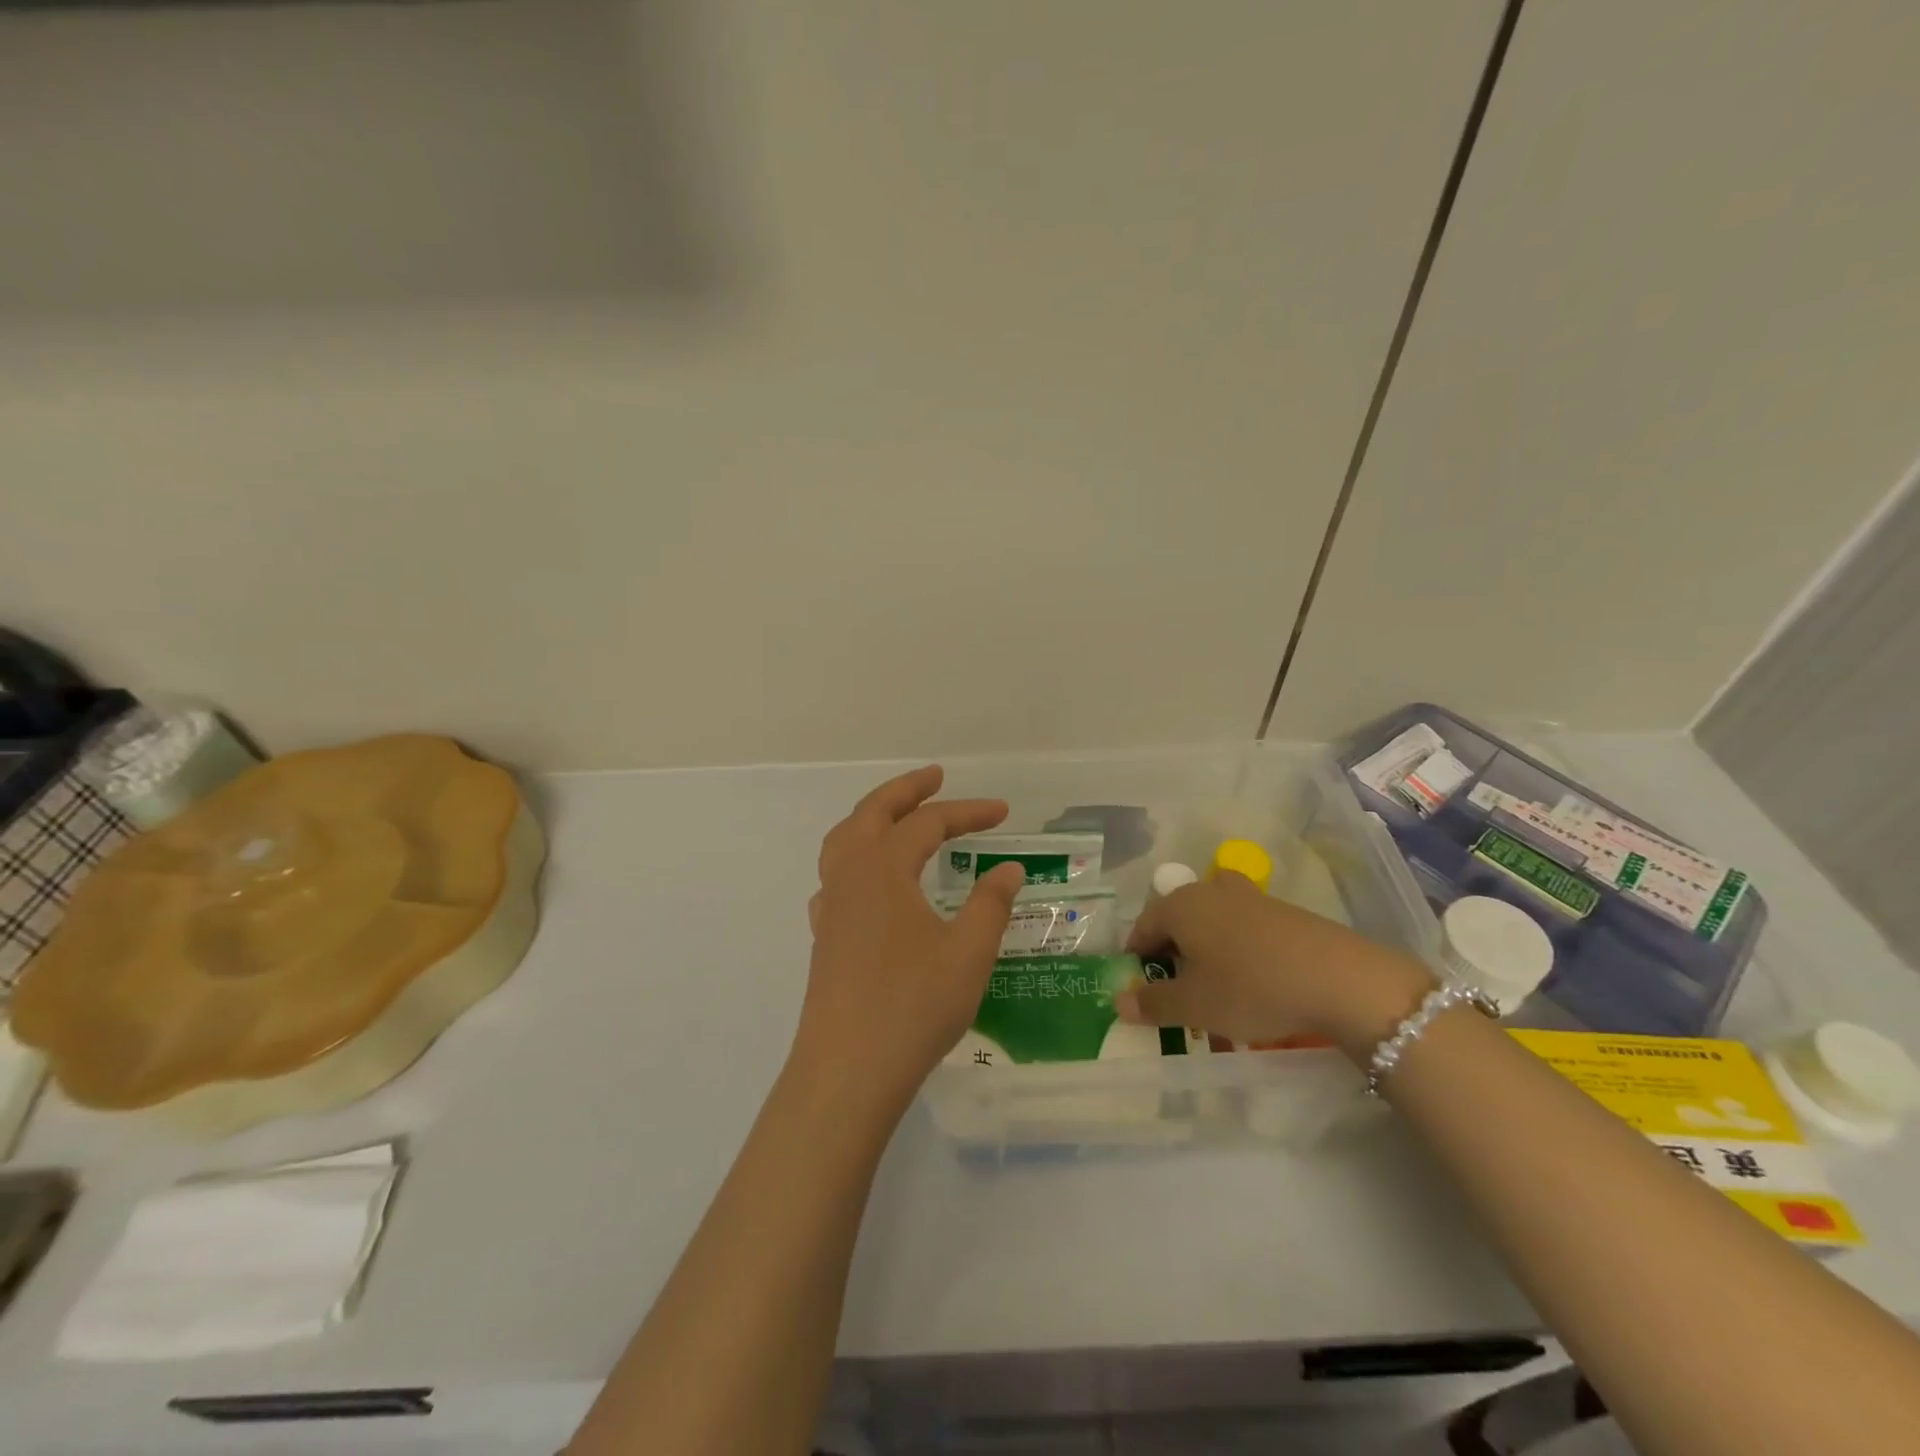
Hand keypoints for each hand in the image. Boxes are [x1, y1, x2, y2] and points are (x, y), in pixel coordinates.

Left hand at [791, 765, 1025, 1117]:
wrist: (848, 1072)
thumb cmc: (913, 1005)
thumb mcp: (968, 952)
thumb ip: (991, 904)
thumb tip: (1008, 869)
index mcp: (882, 869)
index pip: (929, 823)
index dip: (968, 811)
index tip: (1004, 813)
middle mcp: (850, 876)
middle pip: (872, 813)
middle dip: (906, 790)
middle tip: (936, 777)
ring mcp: (831, 906)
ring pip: (845, 840)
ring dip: (874, 818)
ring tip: (900, 816)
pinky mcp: (825, 936)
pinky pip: (836, 876)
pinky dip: (856, 858)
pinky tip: (872, 882)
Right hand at [1117, 870, 1433, 1060]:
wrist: (1341, 980)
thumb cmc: (1251, 988)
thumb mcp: (1194, 1005)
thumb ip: (1152, 1002)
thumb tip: (1120, 1000)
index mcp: (1179, 905)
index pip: (1142, 929)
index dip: (1137, 962)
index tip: (1142, 994)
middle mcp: (1209, 890)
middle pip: (1175, 922)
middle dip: (1171, 957)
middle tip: (1178, 995)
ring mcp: (1248, 897)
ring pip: (1210, 924)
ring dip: (1204, 954)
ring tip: (1215, 990)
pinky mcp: (1281, 910)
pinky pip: (1241, 929)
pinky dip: (1235, 952)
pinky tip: (1252, 983)